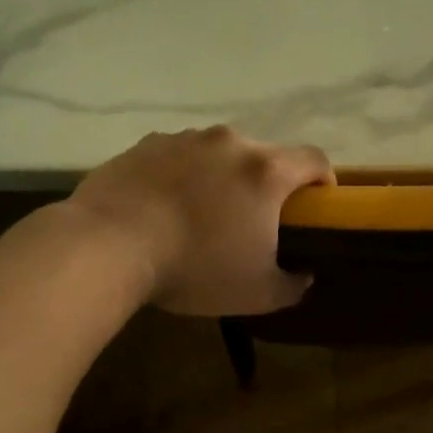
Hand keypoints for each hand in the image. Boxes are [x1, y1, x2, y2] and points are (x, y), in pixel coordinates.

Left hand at [69, 126, 333, 315]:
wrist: (109, 245)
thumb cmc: (195, 267)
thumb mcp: (257, 293)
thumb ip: (292, 285)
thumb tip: (303, 276)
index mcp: (266, 171)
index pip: (315, 159)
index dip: (324, 180)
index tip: (316, 205)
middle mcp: (230, 142)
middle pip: (265, 155)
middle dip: (268, 183)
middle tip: (254, 219)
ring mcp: (185, 139)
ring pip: (219, 153)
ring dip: (222, 176)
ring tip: (203, 212)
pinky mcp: (146, 144)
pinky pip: (179, 156)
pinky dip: (183, 175)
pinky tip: (165, 206)